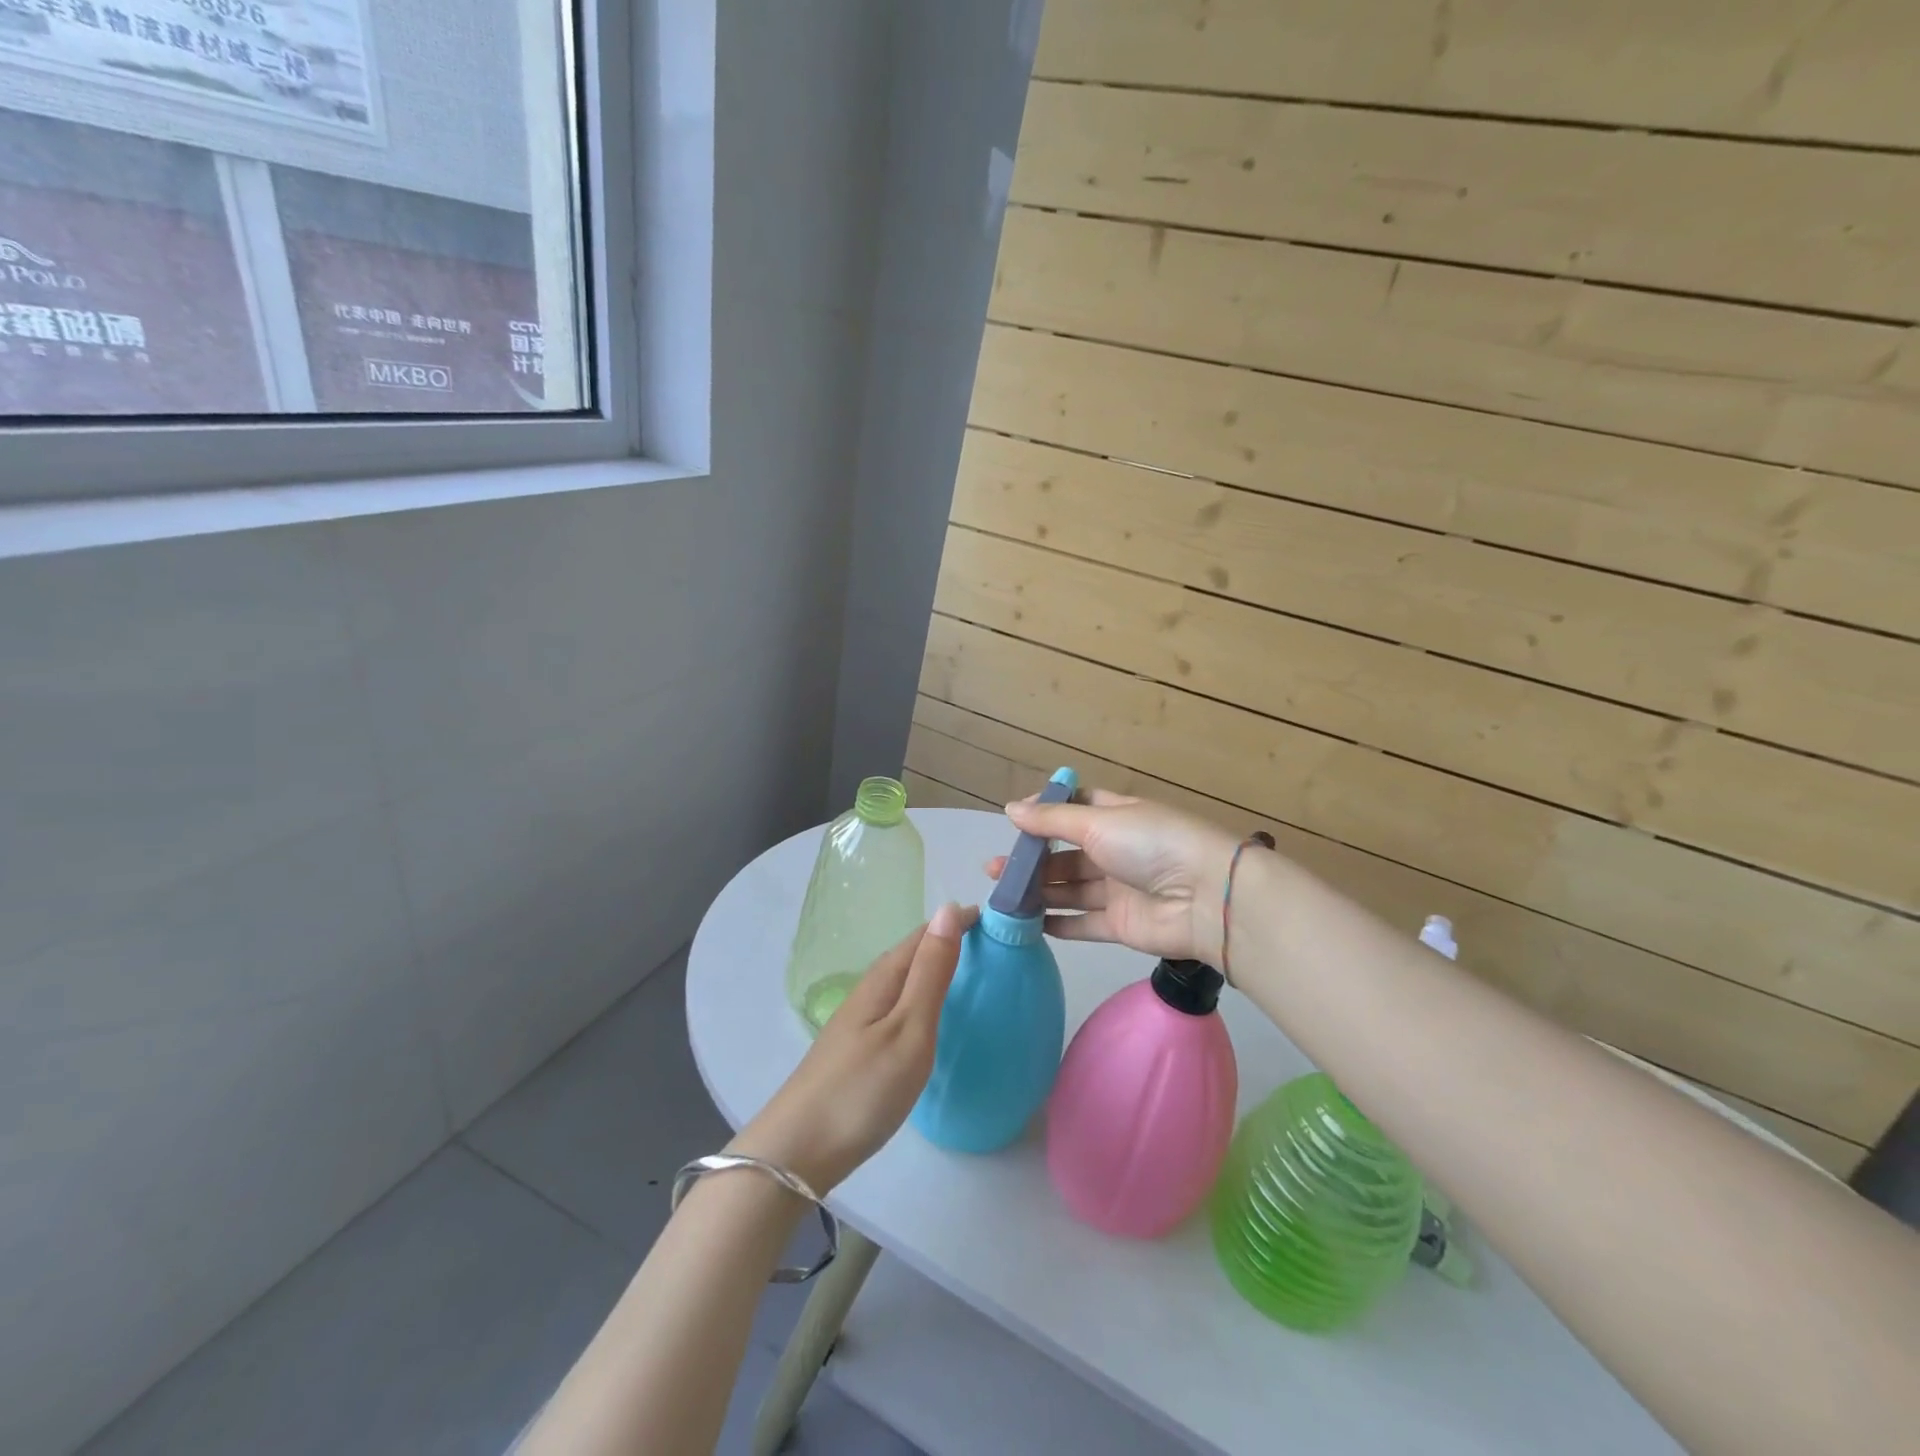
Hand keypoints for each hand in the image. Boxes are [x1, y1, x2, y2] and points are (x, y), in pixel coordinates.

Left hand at [732, 902, 977, 1192]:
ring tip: (971, 973)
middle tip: (993, 944)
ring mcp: (860, 1019)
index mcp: (884, 978)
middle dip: (949, 940)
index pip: (925, 934)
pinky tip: (931, 1016)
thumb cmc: (863, 1088)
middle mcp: (870, 989)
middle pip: (913, 953)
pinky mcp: (858, 1046)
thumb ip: (931, 972)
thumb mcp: (909, 1028)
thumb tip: (948, 909)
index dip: (958, 922)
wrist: (798, 1151)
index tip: (996, 918)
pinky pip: (898, 1004)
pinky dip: (921, 996)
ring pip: (904, 979)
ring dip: (934, 968)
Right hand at [987, 790, 1239, 964]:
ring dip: (1038, 891)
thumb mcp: (1098, 821)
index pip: (1076, 808)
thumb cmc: (1151, 844)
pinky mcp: (1120, 924)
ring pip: (1070, 889)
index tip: (1014, 820)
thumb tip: (1010, 808)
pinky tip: (1029, 923)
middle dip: (1032, 859)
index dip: (1046, 812)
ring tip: (1002, 895)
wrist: (1206, 898)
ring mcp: (1119, 889)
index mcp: (1117, 816)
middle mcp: (1117, 850)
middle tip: (994, 869)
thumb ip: (1052, 820)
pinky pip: (1083, 923)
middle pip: (1067, 853)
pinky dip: (1058, 924)